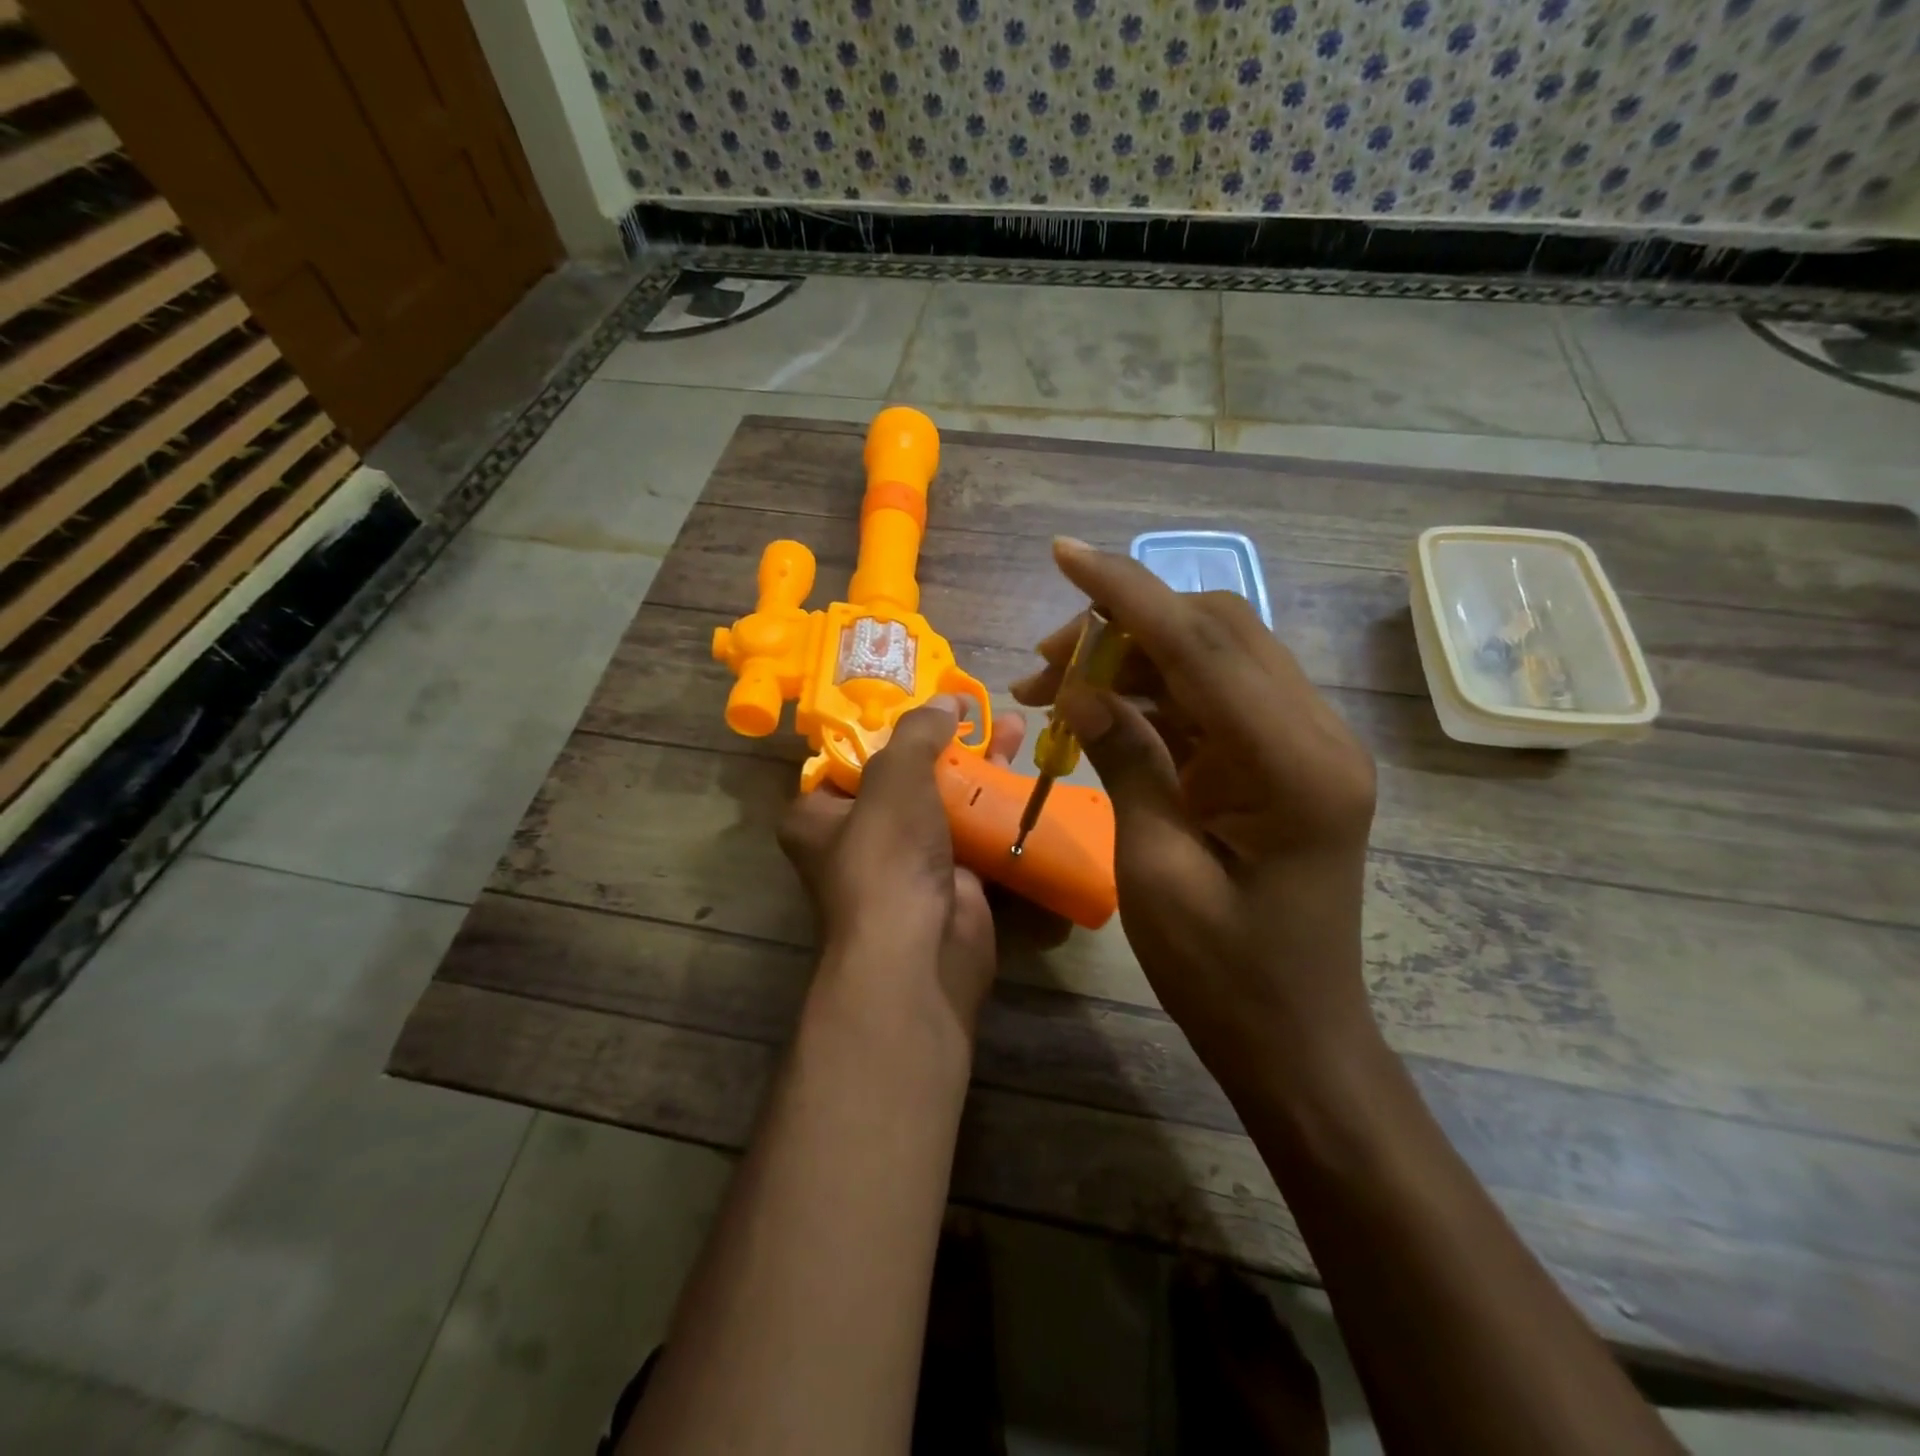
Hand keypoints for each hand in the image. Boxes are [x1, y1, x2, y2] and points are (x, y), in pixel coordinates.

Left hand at [777, 696, 1029, 1032]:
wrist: (921, 951)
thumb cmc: (887, 855)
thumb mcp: (894, 777)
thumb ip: (917, 732)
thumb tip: (946, 700)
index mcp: (820, 816)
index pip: (851, 759)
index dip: (888, 728)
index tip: (925, 702)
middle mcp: (858, 840)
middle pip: (907, 777)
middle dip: (947, 742)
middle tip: (979, 711)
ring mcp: (907, 864)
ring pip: (945, 803)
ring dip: (980, 769)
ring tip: (1014, 729)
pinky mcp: (950, 882)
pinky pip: (974, 835)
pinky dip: (996, 809)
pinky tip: (1027, 777)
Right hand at [1011, 540, 1379, 1084]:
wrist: (1295, 1039)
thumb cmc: (1224, 977)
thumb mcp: (1155, 870)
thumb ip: (1126, 761)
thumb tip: (1079, 690)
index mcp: (1295, 766)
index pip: (1203, 644)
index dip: (1127, 592)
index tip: (1065, 553)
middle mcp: (1314, 735)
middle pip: (1215, 631)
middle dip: (1122, 627)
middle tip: (1043, 666)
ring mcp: (1303, 745)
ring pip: (1211, 658)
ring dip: (1131, 660)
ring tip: (1052, 690)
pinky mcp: (1282, 761)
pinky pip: (1212, 699)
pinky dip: (1152, 693)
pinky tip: (1098, 714)